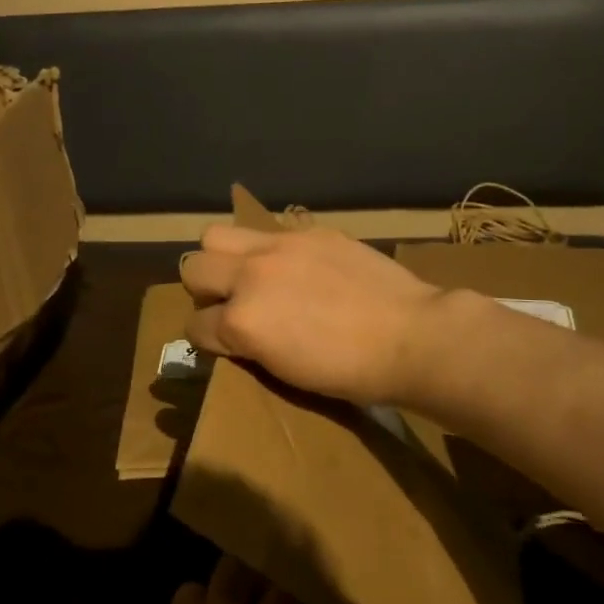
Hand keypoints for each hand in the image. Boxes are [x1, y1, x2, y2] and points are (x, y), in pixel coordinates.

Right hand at [181, 225, 442, 406]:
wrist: (411, 337)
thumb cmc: (350, 372)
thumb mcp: (284, 371)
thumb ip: (247, 344)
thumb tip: (232, 331)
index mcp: (242, 321)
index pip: (194, 326)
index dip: (206, 338)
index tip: (224, 342)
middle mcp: (251, 276)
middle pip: (192, 268)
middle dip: (204, 289)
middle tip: (231, 302)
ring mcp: (280, 246)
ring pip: (217, 234)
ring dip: (223, 256)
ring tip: (251, 273)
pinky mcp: (310, 231)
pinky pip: (270, 232)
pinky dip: (271, 250)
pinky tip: (299, 267)